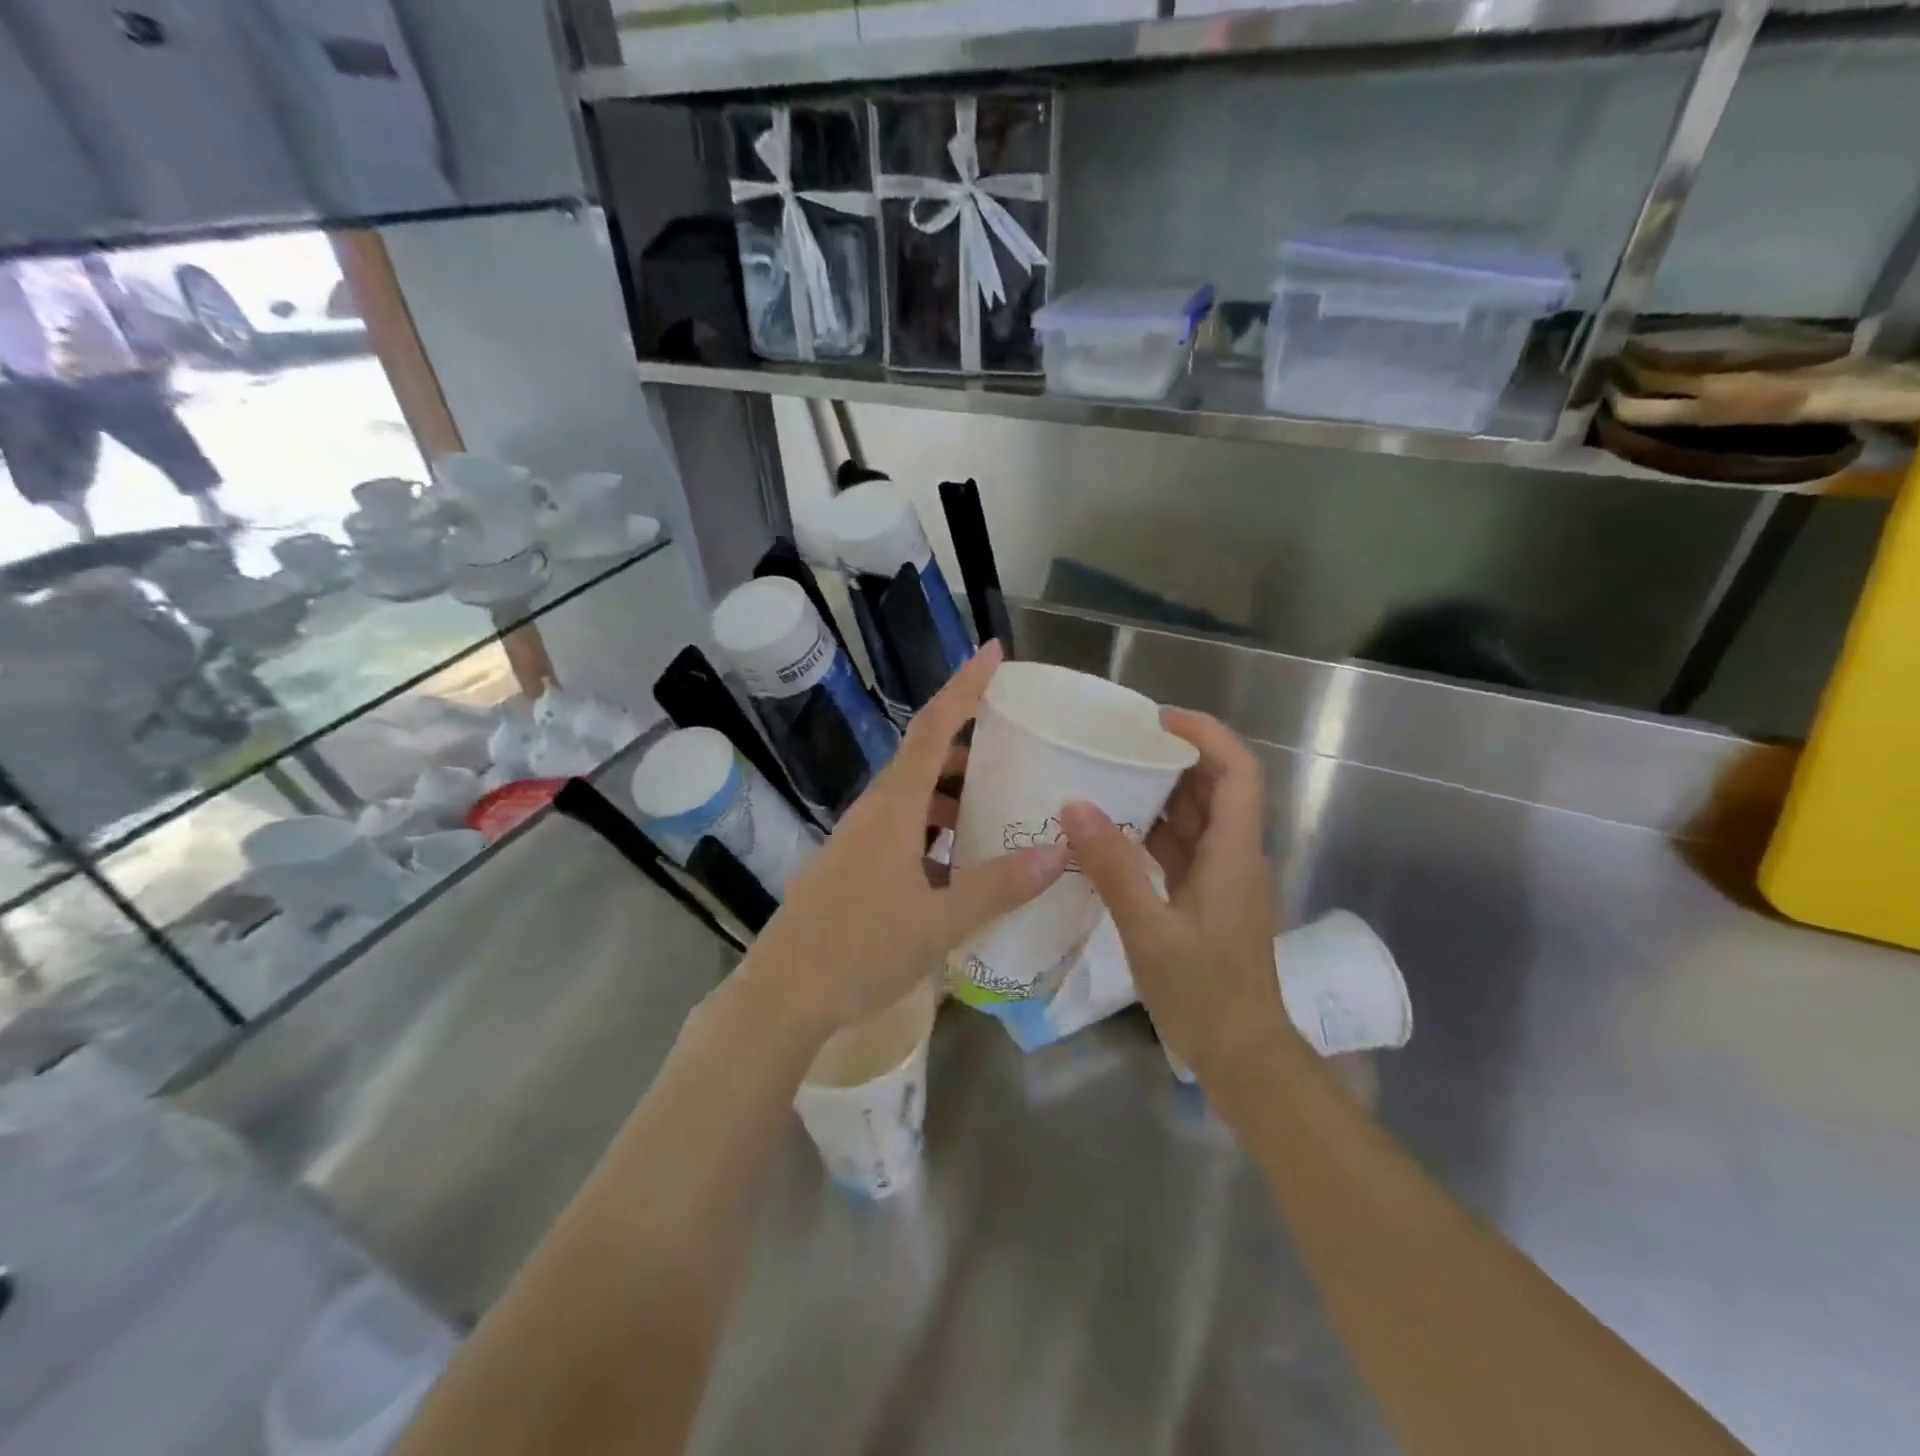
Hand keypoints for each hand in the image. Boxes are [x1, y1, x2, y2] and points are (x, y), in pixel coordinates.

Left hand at [741, 641, 1068, 1041]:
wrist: (781, 997)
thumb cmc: (859, 951)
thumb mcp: (940, 922)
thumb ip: (999, 886)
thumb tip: (1059, 852)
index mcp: (893, 808)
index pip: (934, 728)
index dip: (965, 686)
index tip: (993, 652)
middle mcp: (873, 812)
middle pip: (925, 758)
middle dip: (970, 746)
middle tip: (1017, 749)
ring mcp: (857, 840)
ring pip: (914, 797)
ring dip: (954, 793)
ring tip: (998, 808)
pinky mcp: (851, 866)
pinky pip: (902, 830)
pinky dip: (936, 830)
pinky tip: (960, 863)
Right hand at [1059, 710, 1296, 1084]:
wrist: (1243, 1056)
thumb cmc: (1204, 993)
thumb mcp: (1149, 931)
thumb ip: (1113, 867)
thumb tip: (1074, 805)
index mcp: (1235, 853)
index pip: (1238, 771)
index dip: (1205, 734)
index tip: (1156, 720)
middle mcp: (1237, 856)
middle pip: (1216, 788)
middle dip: (1173, 758)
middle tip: (1118, 746)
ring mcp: (1224, 878)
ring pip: (1198, 818)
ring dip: (1160, 796)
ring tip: (1107, 779)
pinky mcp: (1209, 899)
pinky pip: (1184, 849)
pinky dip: (1153, 834)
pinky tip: (1112, 834)